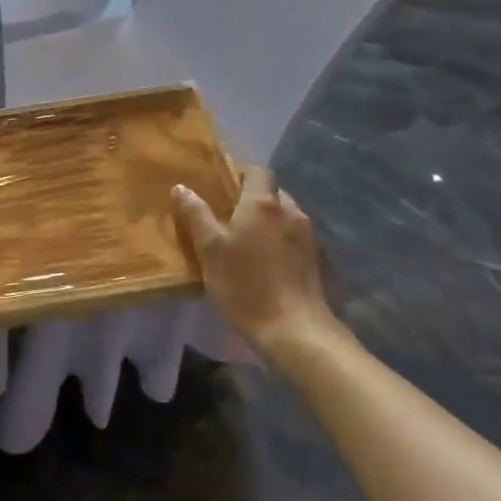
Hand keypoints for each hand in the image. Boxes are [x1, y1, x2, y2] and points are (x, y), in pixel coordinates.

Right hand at [173, 165, 337, 352]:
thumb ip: (196, 214)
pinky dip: (281, 244)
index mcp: (263, 203)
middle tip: (228, 217)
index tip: (221, 186)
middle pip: (272, 193)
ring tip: (247, 243)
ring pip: (285, 218)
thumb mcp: (210, 249)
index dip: (240, 172)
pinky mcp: (319, 262)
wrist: (296, 331)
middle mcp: (292, 212)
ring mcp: (310, 238)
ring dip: (268, 223)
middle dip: (253, 200)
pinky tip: (268, 266)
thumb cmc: (246, 284)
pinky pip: (296, 240)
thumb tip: (181, 187)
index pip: (257, 170)